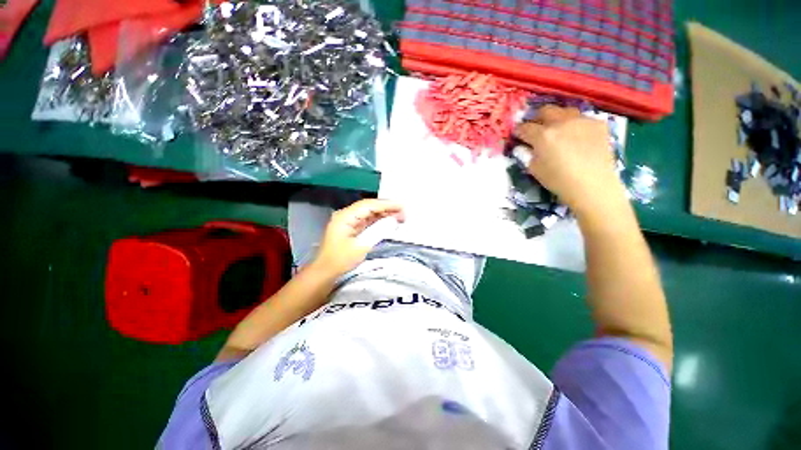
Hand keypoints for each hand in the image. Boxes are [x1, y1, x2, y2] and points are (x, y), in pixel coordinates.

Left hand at [311, 199, 405, 276]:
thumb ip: (378, 231)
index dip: (386, 204)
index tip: (401, 206)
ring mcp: (349, 221)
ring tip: (400, 217)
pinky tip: (389, 222)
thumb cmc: (340, 260)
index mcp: (345, 216)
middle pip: (369, 207)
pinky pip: (368, 221)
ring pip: (370, 213)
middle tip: (404, 213)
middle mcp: (346, 215)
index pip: (368, 205)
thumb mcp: (361, 246)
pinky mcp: (352, 228)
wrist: (325, 272)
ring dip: (384, 214)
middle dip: (387, 209)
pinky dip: (379, 221)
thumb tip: (394, 220)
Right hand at [513, 105, 626, 215]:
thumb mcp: (534, 169)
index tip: (517, 135)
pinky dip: (574, 124)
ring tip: (556, 129)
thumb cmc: (558, 180)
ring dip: (556, 118)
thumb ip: (526, 154)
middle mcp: (561, 122)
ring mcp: (582, 120)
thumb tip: (522, 147)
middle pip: (545, 111)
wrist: (593, 185)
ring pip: (565, 110)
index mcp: (543, 135)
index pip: (525, 127)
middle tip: (535, 128)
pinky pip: (582, 118)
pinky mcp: (598, 123)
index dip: (518, 131)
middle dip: (536, 118)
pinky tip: (575, 136)